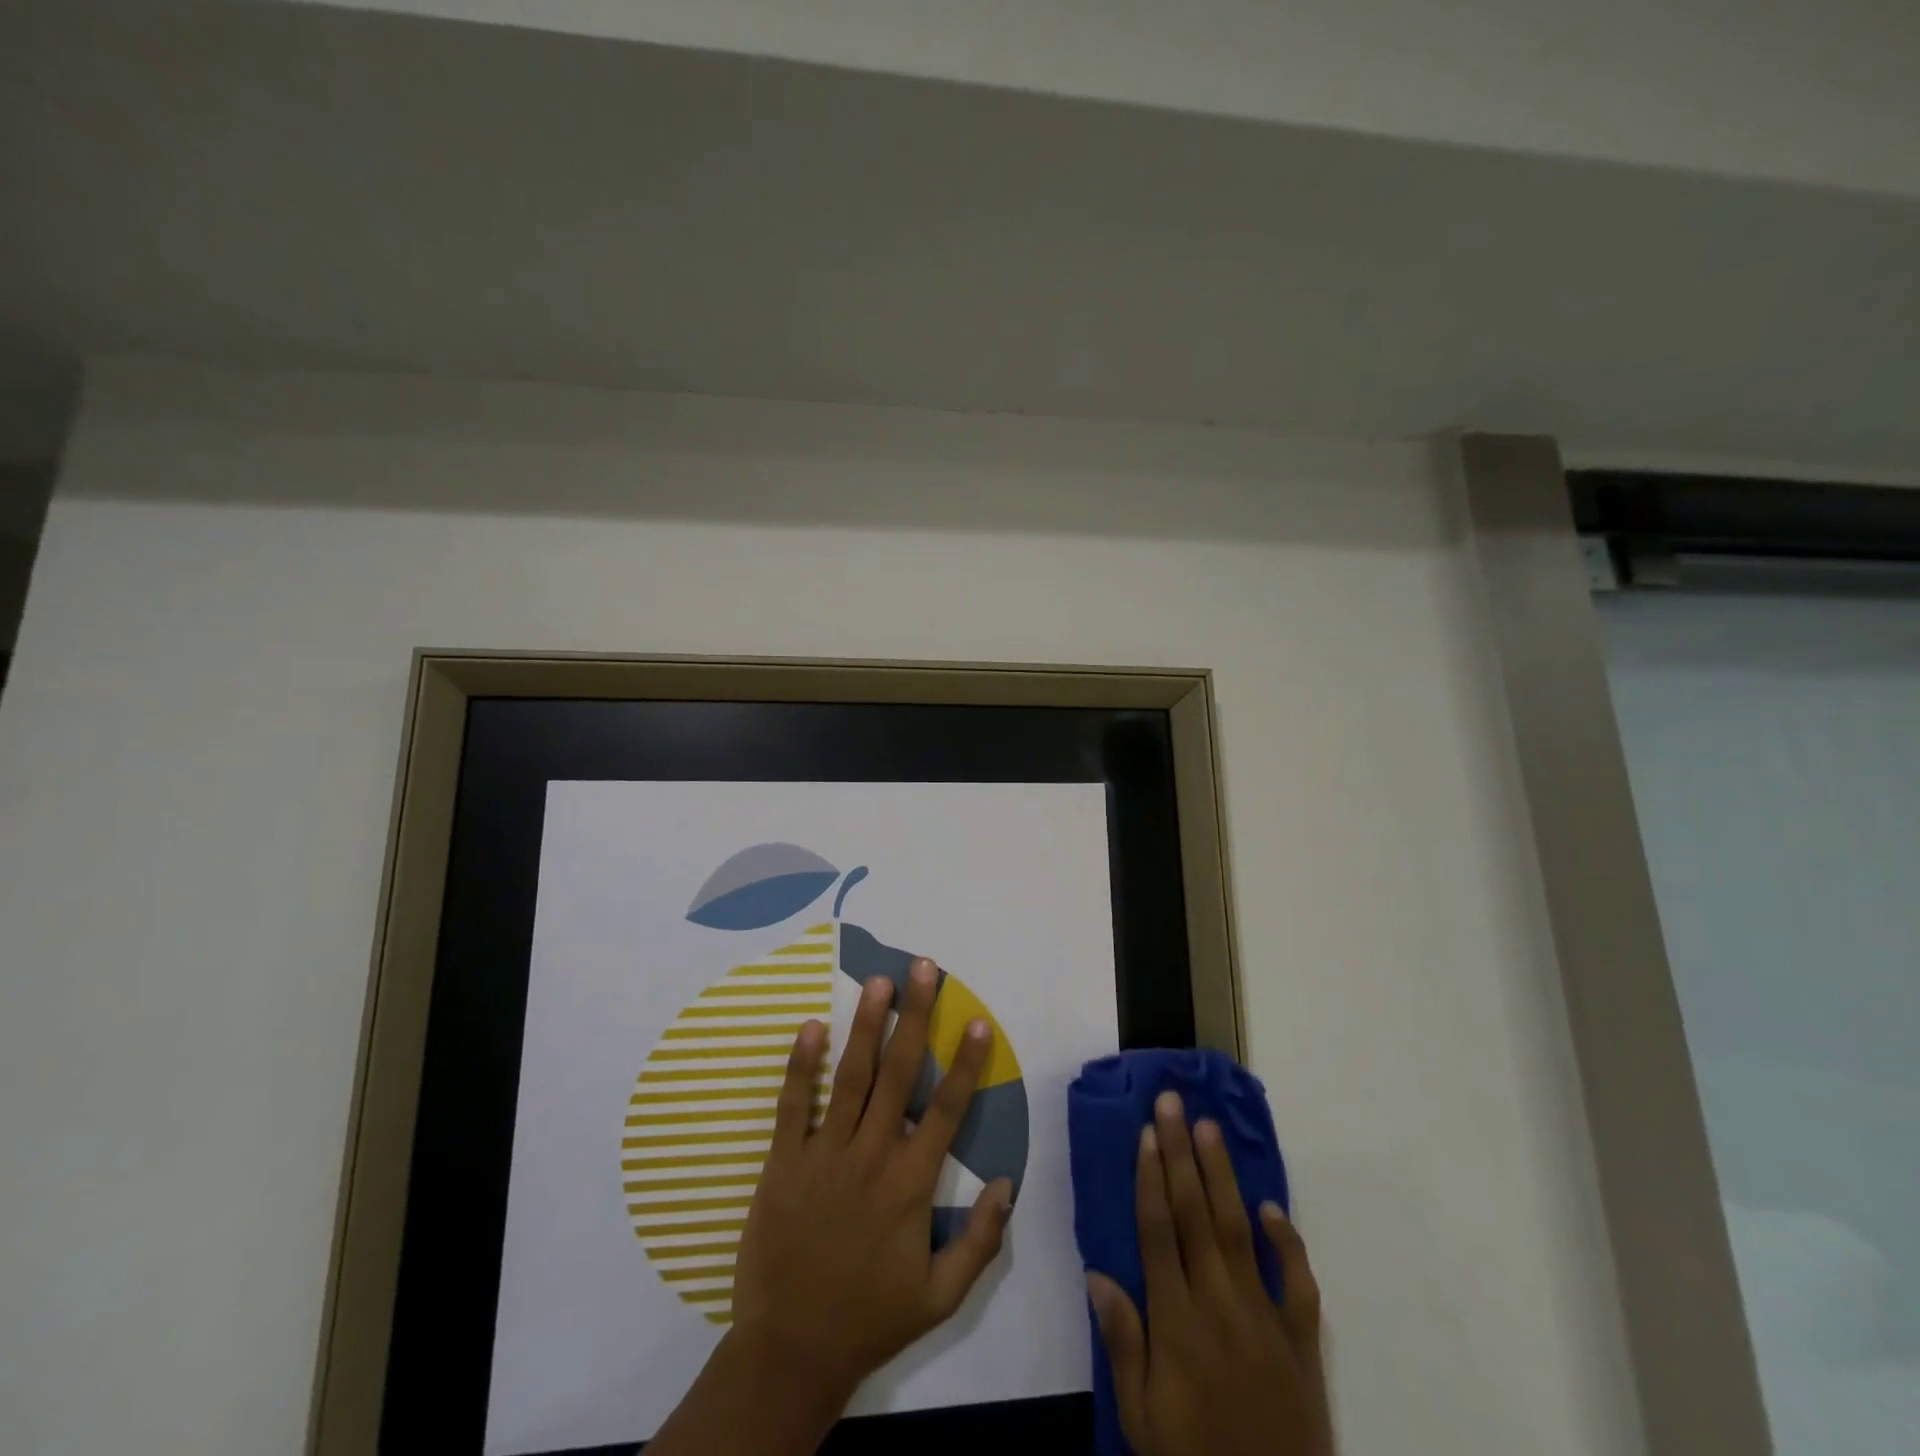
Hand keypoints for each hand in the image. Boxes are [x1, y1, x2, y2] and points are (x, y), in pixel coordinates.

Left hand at [728, 957, 1013, 1396]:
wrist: (789, 1351)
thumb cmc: (870, 1318)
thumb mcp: (941, 1297)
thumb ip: (981, 1241)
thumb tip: (1008, 1182)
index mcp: (910, 1185)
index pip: (946, 1109)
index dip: (965, 1063)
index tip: (977, 1021)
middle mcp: (870, 1156)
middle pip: (898, 1073)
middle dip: (914, 1016)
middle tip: (923, 969)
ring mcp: (823, 1155)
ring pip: (850, 1077)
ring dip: (866, 1025)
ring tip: (879, 982)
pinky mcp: (782, 1162)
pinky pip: (792, 1105)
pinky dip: (801, 1065)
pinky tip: (812, 1026)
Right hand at [1086, 1091, 1332, 1455]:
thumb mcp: (1142, 1418)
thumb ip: (1122, 1342)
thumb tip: (1097, 1272)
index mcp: (1176, 1321)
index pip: (1158, 1231)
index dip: (1151, 1177)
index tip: (1147, 1132)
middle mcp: (1219, 1304)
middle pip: (1195, 1213)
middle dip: (1181, 1153)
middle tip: (1172, 1102)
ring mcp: (1265, 1318)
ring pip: (1240, 1230)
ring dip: (1222, 1175)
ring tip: (1208, 1127)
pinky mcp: (1302, 1340)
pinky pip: (1298, 1282)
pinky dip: (1288, 1242)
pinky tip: (1271, 1207)